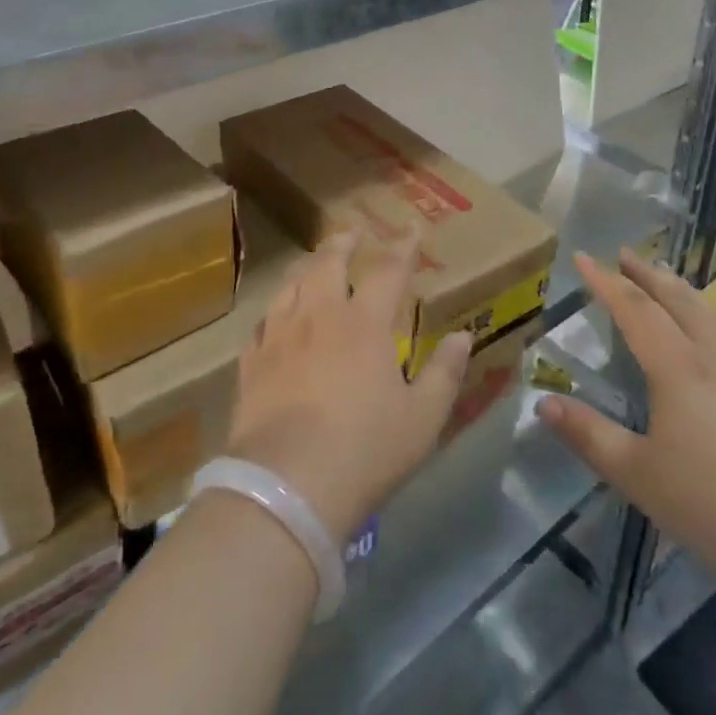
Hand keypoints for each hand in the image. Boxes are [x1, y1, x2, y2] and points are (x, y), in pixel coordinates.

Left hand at [226, 232, 472, 541]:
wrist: (287, 486)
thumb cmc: (366, 450)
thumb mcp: (423, 418)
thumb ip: (444, 372)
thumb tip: (463, 336)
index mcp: (364, 324)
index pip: (387, 271)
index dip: (402, 247)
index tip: (410, 228)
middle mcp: (319, 317)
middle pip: (328, 264)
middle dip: (342, 243)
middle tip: (351, 232)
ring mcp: (280, 337)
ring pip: (291, 285)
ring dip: (306, 267)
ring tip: (313, 263)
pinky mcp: (252, 364)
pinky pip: (262, 323)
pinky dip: (275, 310)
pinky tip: (275, 316)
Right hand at [538, 249, 715, 599]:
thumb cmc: (714, 506)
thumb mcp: (637, 474)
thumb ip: (589, 435)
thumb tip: (543, 403)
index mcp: (677, 368)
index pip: (634, 309)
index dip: (605, 281)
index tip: (582, 257)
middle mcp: (715, 358)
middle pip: (677, 301)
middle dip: (647, 274)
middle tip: (625, 253)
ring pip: (711, 315)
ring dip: (682, 291)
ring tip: (667, 279)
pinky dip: (713, 318)